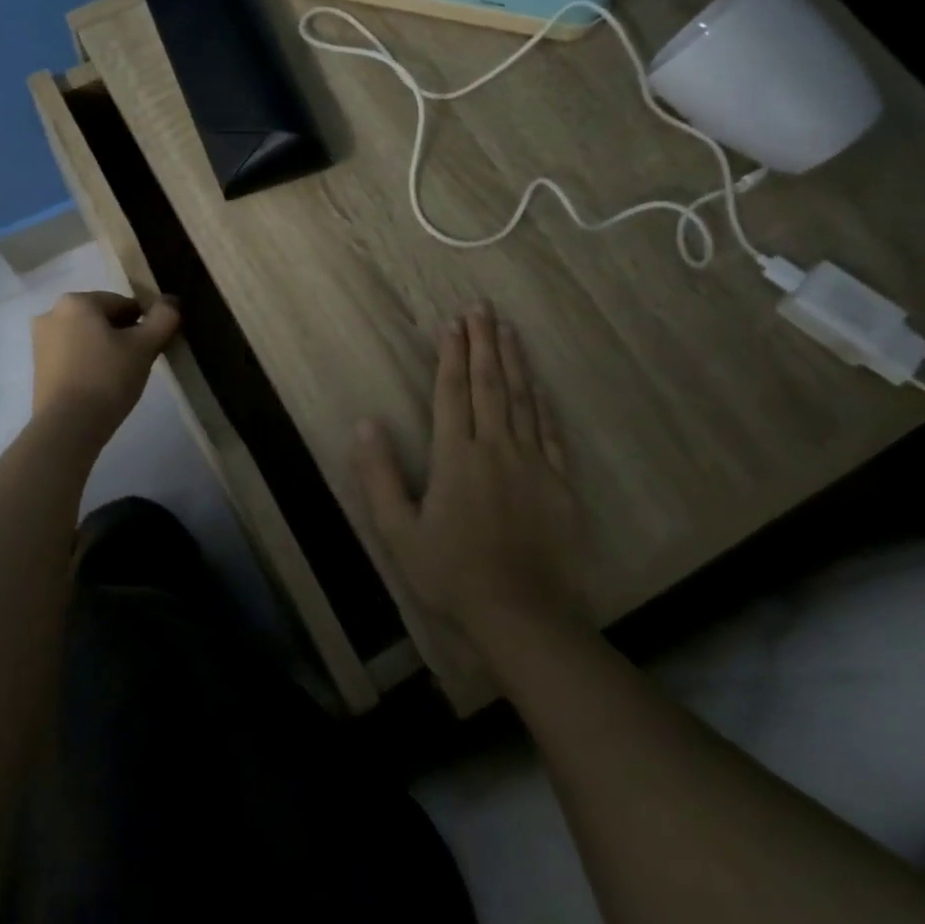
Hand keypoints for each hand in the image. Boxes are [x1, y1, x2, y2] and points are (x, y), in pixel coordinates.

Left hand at [30, 291, 180, 440]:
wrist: (67, 427)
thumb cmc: (106, 378)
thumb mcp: (144, 347)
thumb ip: (163, 318)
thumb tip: (171, 302)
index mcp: (76, 301)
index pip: (123, 304)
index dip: (144, 324)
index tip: (153, 347)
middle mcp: (52, 314)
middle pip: (102, 319)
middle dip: (123, 336)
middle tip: (139, 363)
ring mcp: (40, 342)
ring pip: (87, 337)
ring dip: (106, 349)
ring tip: (121, 377)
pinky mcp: (38, 368)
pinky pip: (72, 356)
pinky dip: (89, 364)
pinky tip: (101, 386)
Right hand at [355, 303, 587, 650]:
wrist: (523, 615)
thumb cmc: (452, 573)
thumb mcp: (398, 531)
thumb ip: (379, 475)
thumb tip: (364, 424)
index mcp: (456, 455)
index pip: (451, 391)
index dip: (451, 354)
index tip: (452, 322)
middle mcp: (496, 448)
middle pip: (489, 384)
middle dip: (484, 343)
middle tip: (482, 308)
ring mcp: (533, 464)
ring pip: (523, 400)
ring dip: (514, 361)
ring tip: (509, 330)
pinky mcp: (559, 484)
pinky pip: (550, 433)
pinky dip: (543, 405)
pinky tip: (539, 386)